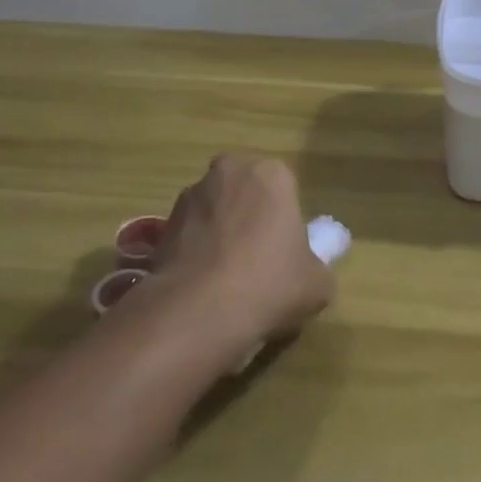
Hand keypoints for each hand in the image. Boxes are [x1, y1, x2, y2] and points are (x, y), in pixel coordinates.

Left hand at [151, 154, 334, 348]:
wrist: (199, 310)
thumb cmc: (269, 284)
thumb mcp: (317, 284)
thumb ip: (316, 267)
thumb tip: (308, 269)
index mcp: (272, 174)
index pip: (284, 190)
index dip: (284, 222)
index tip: (284, 254)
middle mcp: (230, 171)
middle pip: (245, 192)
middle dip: (249, 217)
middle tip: (256, 260)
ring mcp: (192, 194)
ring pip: (215, 210)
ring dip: (219, 232)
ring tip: (225, 278)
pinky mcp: (163, 222)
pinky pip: (189, 233)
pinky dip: (195, 251)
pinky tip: (202, 284)